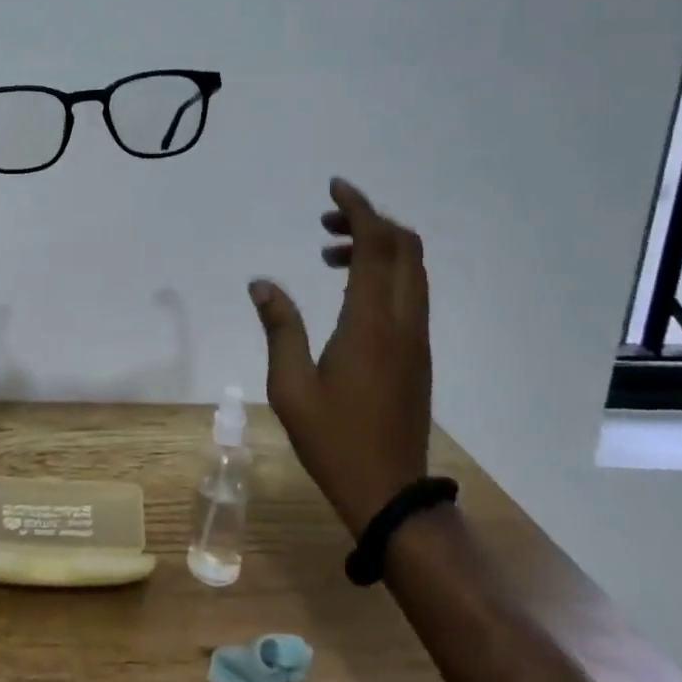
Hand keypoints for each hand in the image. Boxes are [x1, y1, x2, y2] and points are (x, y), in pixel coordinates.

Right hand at [250, 178, 431, 537]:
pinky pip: (411, 292)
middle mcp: (404, 321)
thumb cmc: (333, 440)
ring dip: (378, 247)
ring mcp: (417, 338)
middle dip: (370, 221)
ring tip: (329, 255)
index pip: (377, 246)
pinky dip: (385, 272)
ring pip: (412, 268)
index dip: (359, 208)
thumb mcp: (290, 385)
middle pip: (405, 247)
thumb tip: (262, 283)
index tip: (334, 187)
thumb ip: (279, 326)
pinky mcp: (419, 353)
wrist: (390, 493)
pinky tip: (348, 290)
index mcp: (372, 323)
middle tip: (326, 223)